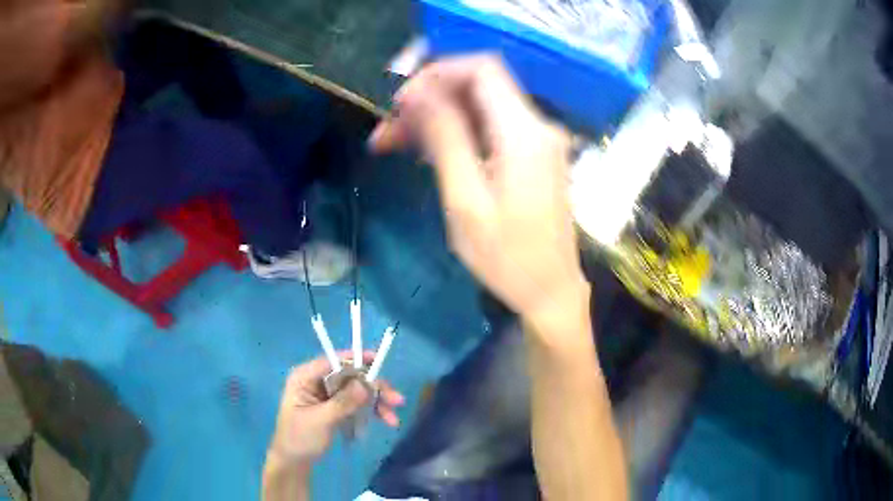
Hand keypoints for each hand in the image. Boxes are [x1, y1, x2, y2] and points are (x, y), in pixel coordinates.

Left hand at [267, 352, 404, 465]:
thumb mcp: (321, 420)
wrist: (294, 461)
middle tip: (397, 400)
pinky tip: (385, 421)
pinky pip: (356, 403)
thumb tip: (365, 384)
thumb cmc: (300, 438)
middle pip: (350, 376)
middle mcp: (317, 380)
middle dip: (374, 388)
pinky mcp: (335, 406)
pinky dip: (370, 411)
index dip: (356, 359)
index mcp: (305, 376)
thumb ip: (342, 402)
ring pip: (357, 390)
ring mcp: (327, 394)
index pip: (333, 361)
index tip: (379, 361)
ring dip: (376, 402)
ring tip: (393, 419)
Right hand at [370, 55, 587, 324]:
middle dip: (428, 98)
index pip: (482, 69)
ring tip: (391, 142)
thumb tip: (416, 92)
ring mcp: (537, 141)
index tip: (401, 100)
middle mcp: (537, 126)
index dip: (437, 73)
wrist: (550, 291)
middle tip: (387, 127)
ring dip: (435, 118)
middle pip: (477, 86)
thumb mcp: (466, 200)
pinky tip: (423, 152)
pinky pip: (488, 129)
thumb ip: (445, 138)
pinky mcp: (531, 156)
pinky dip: (455, 134)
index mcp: (524, 133)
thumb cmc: (507, 257)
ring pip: (478, 108)